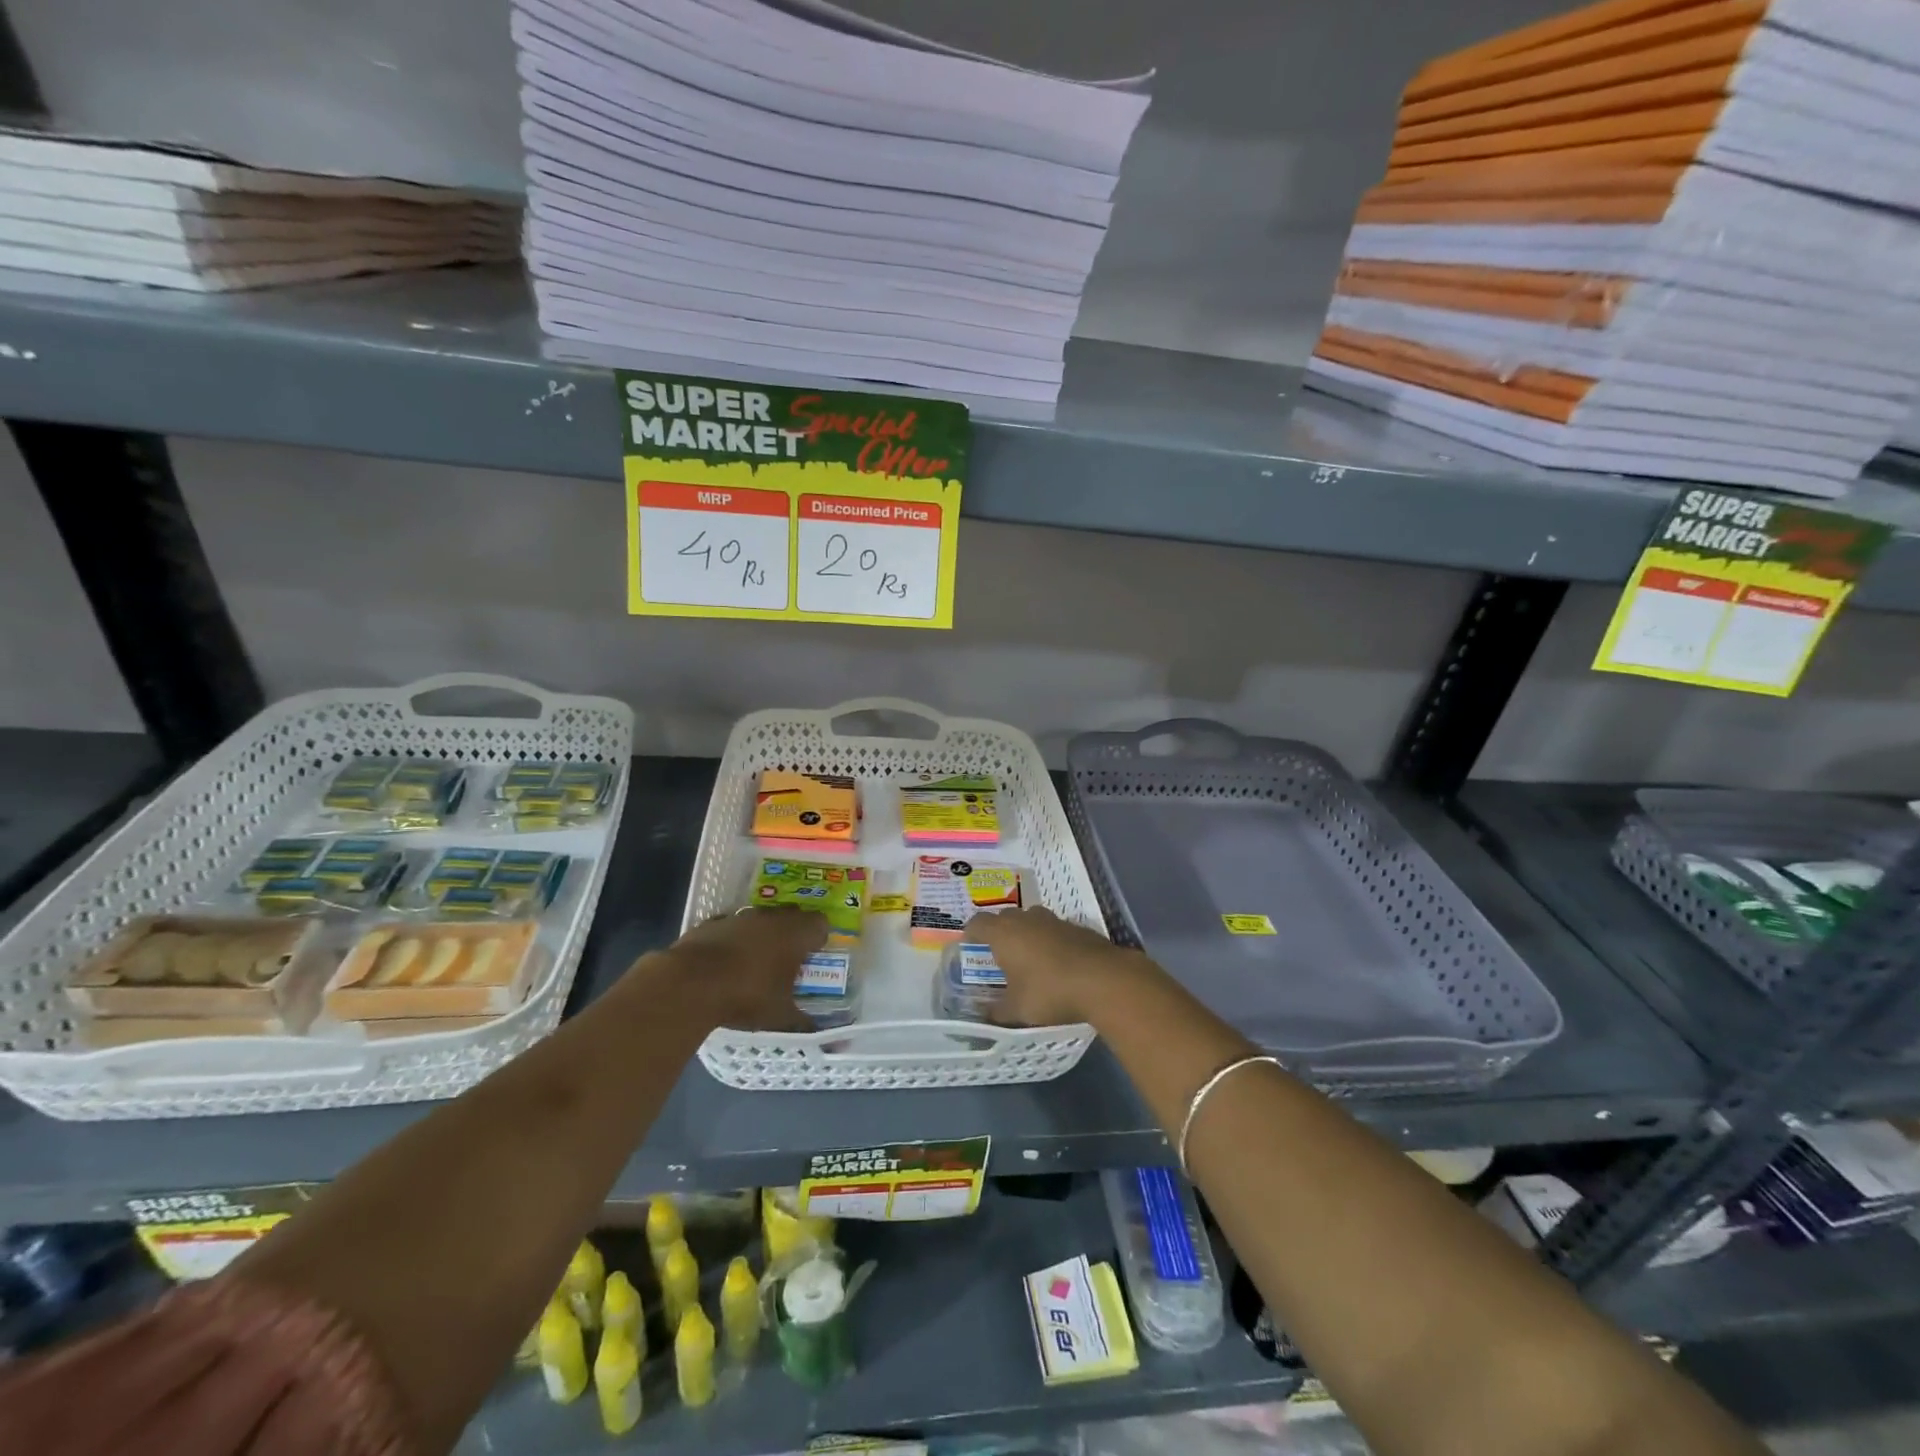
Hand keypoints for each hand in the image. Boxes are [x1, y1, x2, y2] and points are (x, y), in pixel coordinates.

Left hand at [650, 907, 827, 1031]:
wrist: (690, 984)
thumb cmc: (747, 995)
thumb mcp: (779, 1016)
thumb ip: (801, 1022)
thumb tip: (815, 1033)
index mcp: (796, 933)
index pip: (820, 924)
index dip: (819, 938)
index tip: (814, 956)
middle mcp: (771, 918)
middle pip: (791, 917)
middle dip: (792, 934)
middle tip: (788, 960)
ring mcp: (739, 917)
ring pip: (760, 920)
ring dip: (761, 936)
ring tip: (755, 963)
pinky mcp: (711, 923)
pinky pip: (731, 928)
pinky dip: (732, 941)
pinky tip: (725, 963)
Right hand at [964, 906, 1149, 1027]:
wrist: (1103, 980)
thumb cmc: (1050, 992)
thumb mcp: (1017, 1010)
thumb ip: (996, 1012)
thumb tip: (983, 1015)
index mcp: (1004, 934)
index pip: (978, 923)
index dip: (971, 933)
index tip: (970, 945)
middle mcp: (1026, 919)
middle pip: (1005, 917)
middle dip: (999, 932)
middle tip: (999, 954)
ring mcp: (1054, 920)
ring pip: (1032, 919)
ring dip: (1027, 933)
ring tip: (1029, 957)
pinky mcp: (1077, 927)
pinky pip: (1055, 929)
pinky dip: (1051, 940)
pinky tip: (1058, 962)